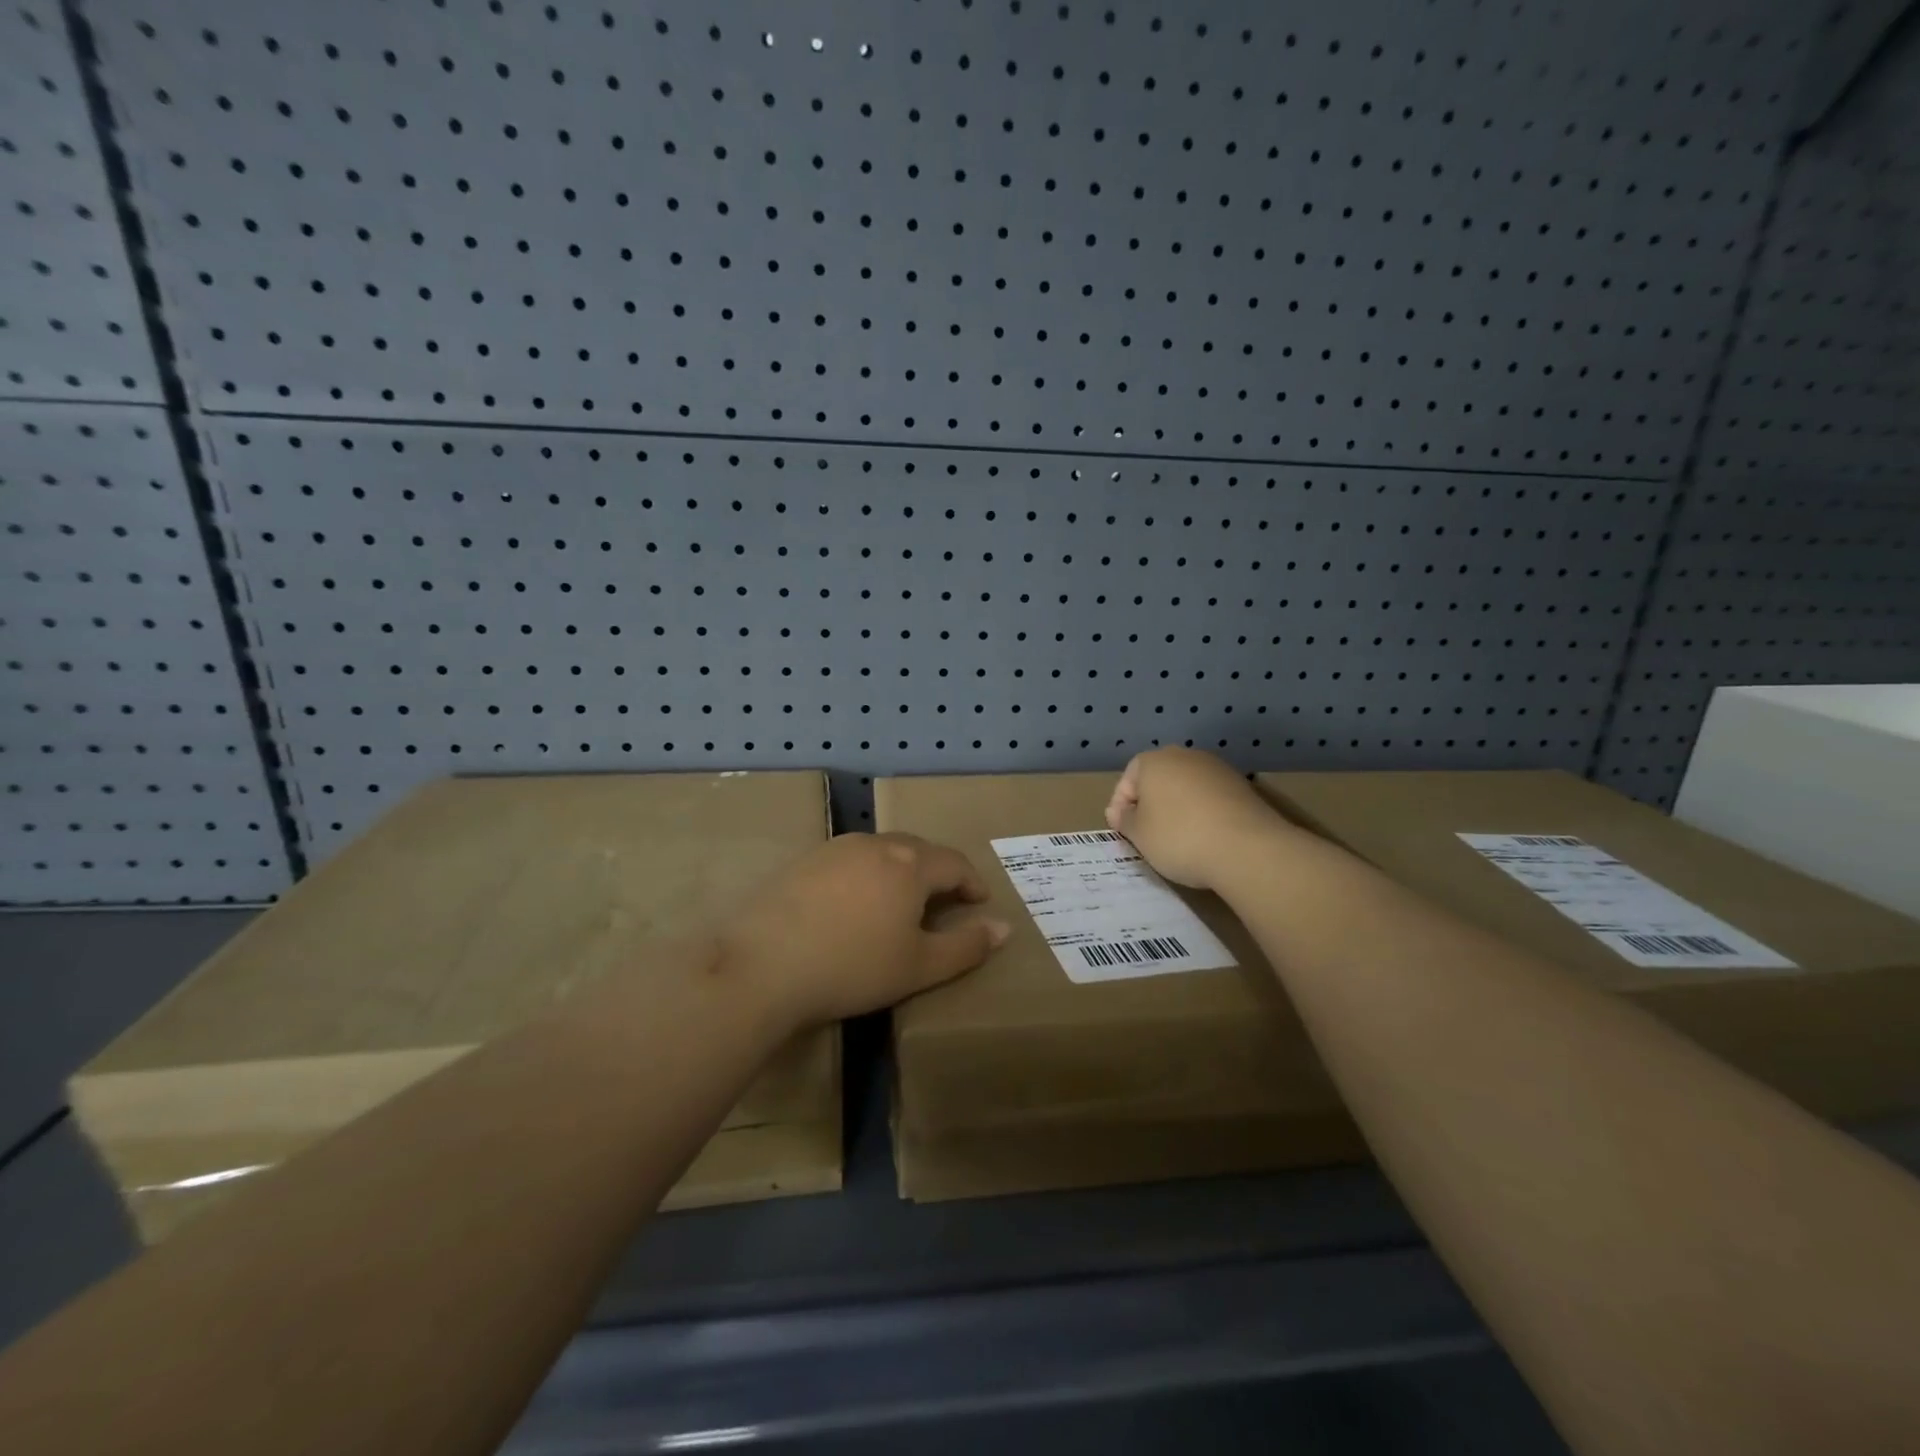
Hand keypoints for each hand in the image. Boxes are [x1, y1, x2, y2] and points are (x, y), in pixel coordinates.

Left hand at [721, 833, 1009, 1028]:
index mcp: (910, 864)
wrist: (762, 965)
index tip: (979, 904)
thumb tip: (1004, 927)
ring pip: (882, 851)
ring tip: (900, 903)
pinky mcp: (803, 860)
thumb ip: (966, 946)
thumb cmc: (852, 967)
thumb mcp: (919, 966)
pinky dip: (865, 875)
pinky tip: (853, 904)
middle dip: (938, 873)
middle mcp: (876, 844)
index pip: (955, 863)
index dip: (973, 883)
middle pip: (919, 850)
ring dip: (900, 871)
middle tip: (944, 903)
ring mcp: (835, 848)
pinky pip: (849, 860)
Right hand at [1105, 746, 1290, 890]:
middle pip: (1158, 779)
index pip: (1127, 780)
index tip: (1122, 832)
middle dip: (1150, 805)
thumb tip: (1122, 812)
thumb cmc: (1179, 837)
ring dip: (1178, 808)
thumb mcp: (1139, 834)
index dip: (1120, 806)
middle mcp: (1185, 756)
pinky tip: (1205, 837)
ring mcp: (1217, 769)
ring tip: (1178, 839)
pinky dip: (1203, 813)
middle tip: (1147, 835)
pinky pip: (1210, 798)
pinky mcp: (1242, 786)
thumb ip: (1124, 820)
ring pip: (1186, 787)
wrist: (1247, 848)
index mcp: (1154, 761)